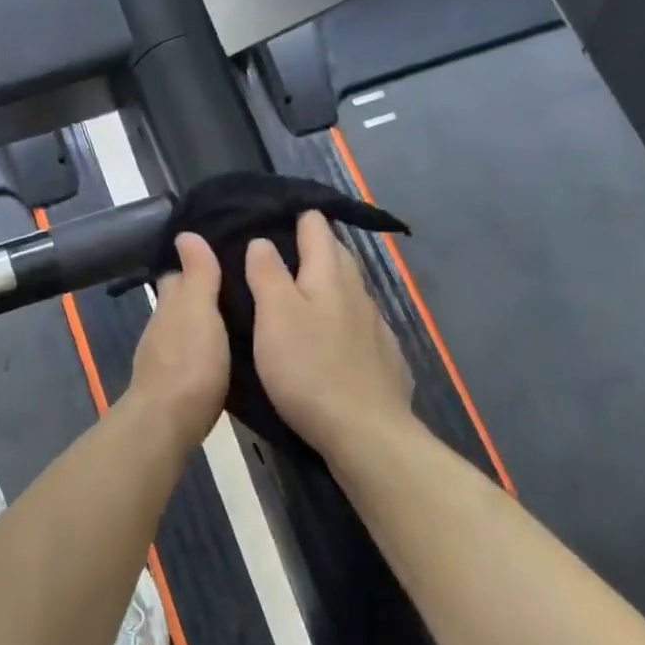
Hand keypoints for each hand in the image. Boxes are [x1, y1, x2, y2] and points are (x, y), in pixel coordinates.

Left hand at [126, 233, 229, 447]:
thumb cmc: (190, 363)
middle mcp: (162, 325)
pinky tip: (223, 353)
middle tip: (237, 285)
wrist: (167, 422)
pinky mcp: (173, 383)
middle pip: (180, 300)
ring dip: (204, 320)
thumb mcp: (200, 311)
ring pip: (184, 327)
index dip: (195, 263)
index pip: (177, 273)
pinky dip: (203, 347)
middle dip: (201, 291)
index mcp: (170, 304)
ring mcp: (163, 356)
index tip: (221, 254)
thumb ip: (197, 275)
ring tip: (237, 316)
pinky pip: (190, 354)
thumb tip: (185, 234)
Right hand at [245, 212, 413, 457]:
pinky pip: (358, 320)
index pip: (316, 228)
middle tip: (280, 243)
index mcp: (329, 275)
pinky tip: (330, 331)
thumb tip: (262, 240)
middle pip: (337, 254)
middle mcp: (356, 292)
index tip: (274, 211)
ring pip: (349, 288)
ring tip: (299, 284)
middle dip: (313, 242)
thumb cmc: (309, 368)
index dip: (298, 215)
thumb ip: (267, 273)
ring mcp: (375, 326)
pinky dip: (340, 313)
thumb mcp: (275, 316)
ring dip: (326, 278)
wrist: (366, 433)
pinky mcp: (382, 357)